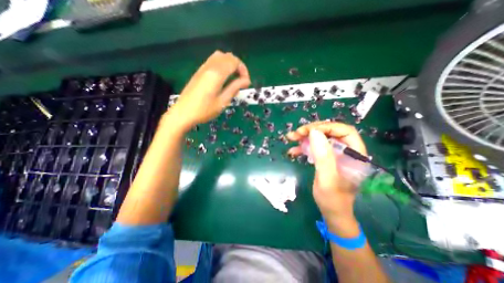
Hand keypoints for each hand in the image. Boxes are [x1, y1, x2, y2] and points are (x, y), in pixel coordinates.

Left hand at [167, 51, 250, 132]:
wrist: (183, 113)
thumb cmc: (204, 110)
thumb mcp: (222, 101)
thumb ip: (235, 88)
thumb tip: (246, 80)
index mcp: (216, 74)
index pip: (234, 62)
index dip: (243, 70)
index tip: (246, 83)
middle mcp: (210, 66)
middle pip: (228, 56)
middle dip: (238, 66)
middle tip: (241, 80)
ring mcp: (203, 68)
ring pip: (220, 56)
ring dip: (230, 64)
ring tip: (233, 78)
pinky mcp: (199, 71)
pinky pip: (213, 61)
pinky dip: (222, 65)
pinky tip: (223, 77)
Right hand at [287, 122, 366, 224]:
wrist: (331, 211)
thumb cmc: (333, 199)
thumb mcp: (327, 179)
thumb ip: (323, 156)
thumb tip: (314, 132)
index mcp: (354, 154)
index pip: (344, 131)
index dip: (326, 127)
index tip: (308, 131)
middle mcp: (346, 150)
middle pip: (330, 132)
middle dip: (312, 130)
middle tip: (296, 133)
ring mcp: (335, 154)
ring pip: (320, 138)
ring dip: (305, 136)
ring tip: (291, 138)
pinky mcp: (325, 157)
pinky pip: (314, 147)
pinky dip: (303, 146)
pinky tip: (293, 150)